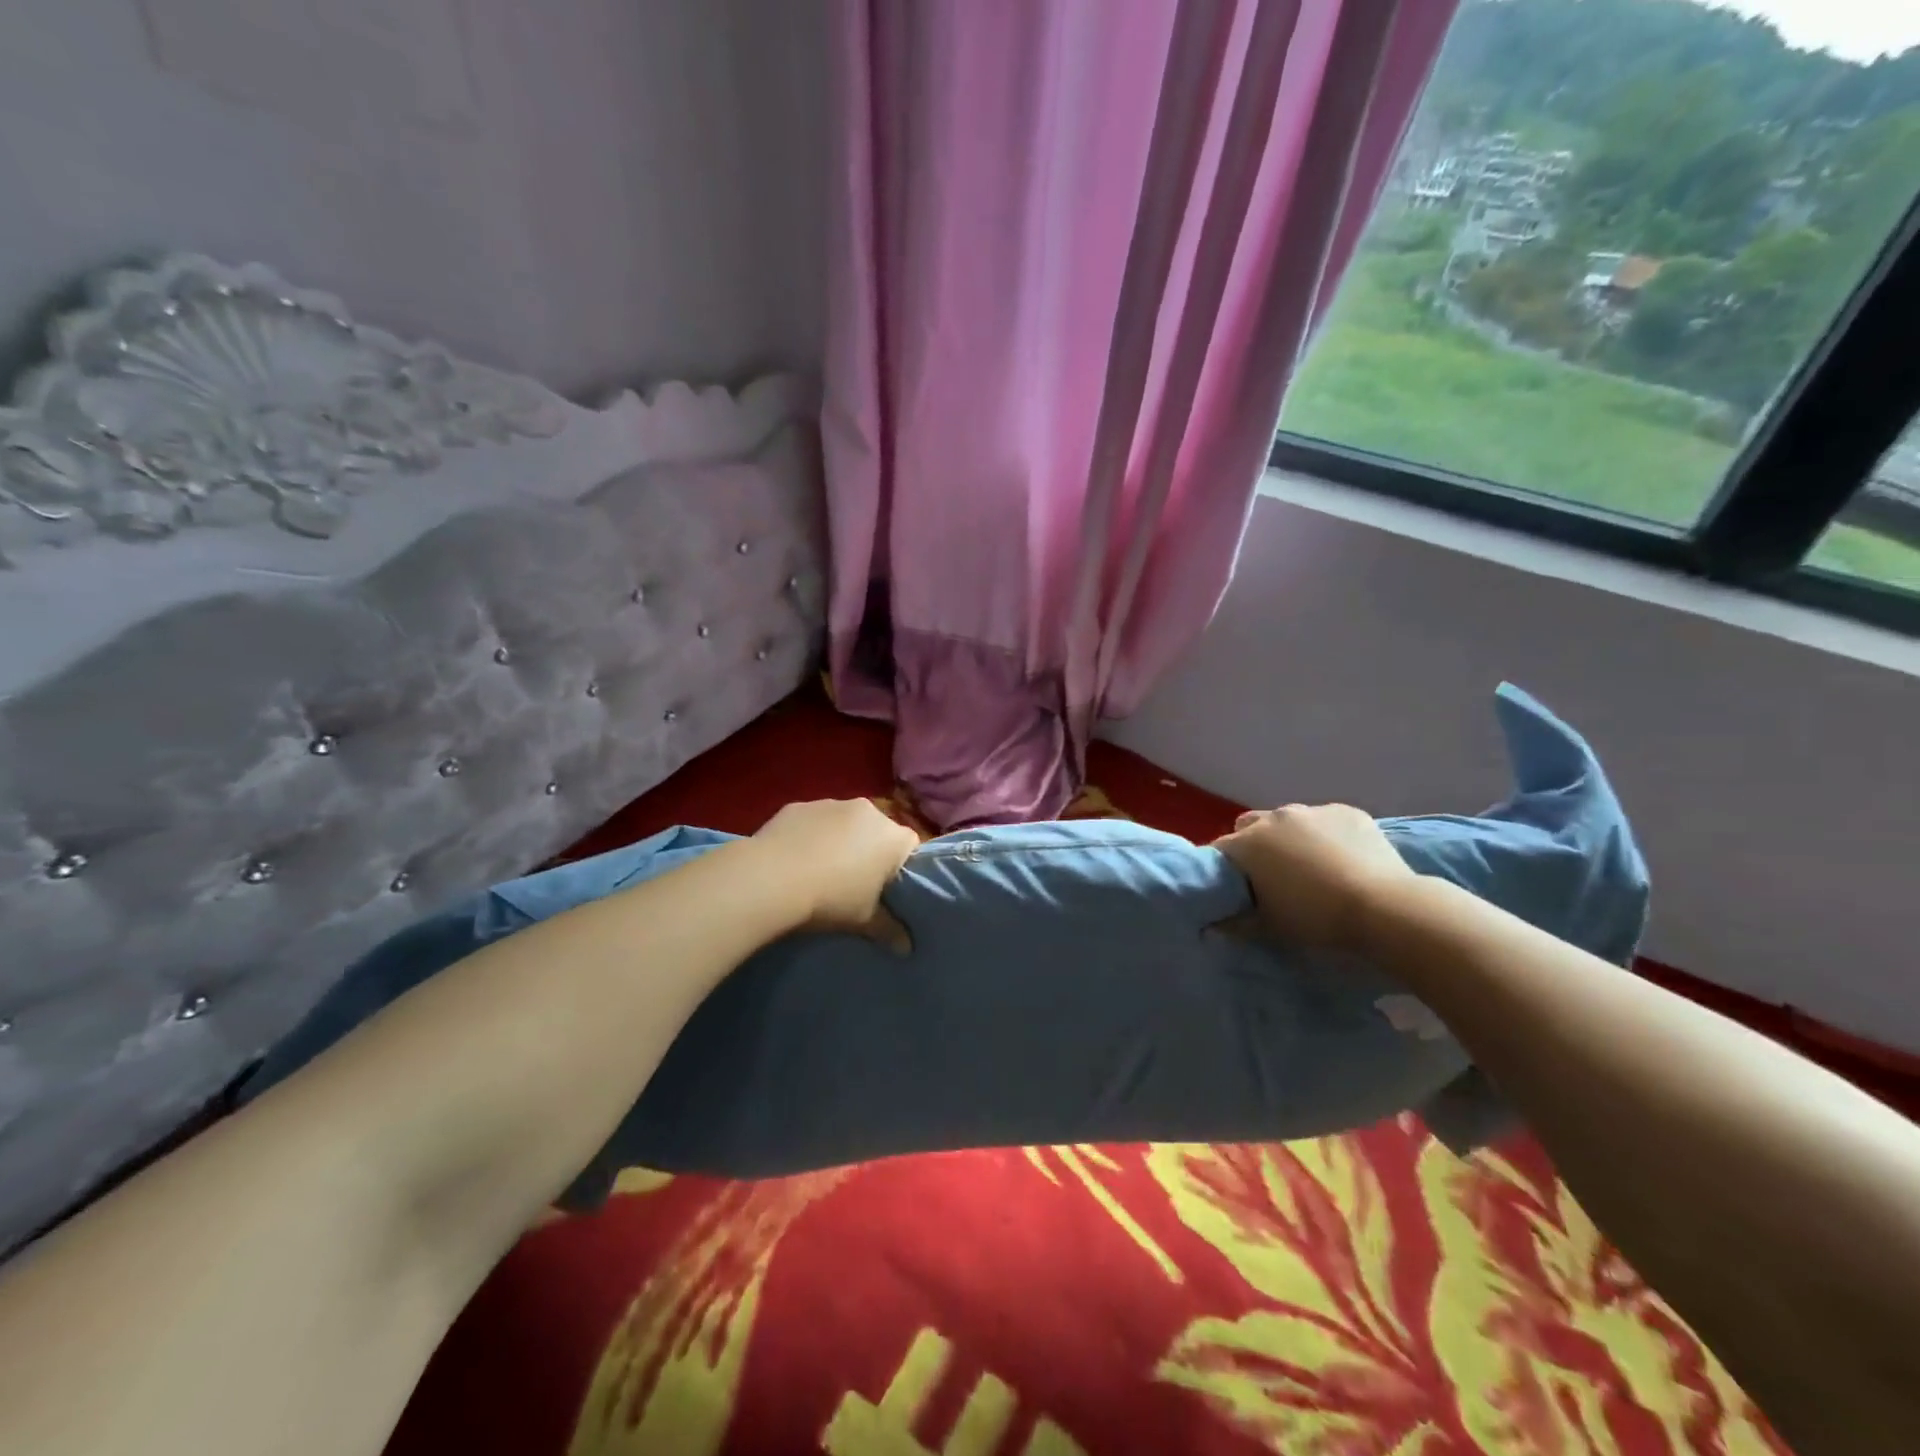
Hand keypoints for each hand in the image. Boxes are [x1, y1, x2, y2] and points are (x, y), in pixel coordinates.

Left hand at [751, 799, 919, 945]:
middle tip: (855, 883)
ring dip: (840, 841)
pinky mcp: (800, 805)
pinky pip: (814, 821)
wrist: (770, 878)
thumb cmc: (830, 898)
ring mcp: (831, 804)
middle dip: (870, 851)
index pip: (911, 847)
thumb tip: (907, 948)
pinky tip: (795, 859)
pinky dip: (810, 835)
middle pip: (878, 831)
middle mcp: (868, 811)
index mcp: (893, 837)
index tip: (887, 889)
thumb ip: (890, 930)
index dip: (901, 868)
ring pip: (845, 823)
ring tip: (821, 871)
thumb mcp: (864, 921)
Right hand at [1213, 803, 1416, 953]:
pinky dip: (1325, 835)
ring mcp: (1313, 810)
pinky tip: (1343, 859)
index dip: (1224, 870)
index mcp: (1248, 842)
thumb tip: (1214, 924)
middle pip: (1249, 826)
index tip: (1236, 889)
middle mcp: (1274, 817)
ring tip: (1311, 867)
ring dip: (1290, 838)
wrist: (1384, 907)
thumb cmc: (1316, 918)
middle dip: (1253, 845)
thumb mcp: (1269, 928)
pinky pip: (1325, 821)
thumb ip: (1235, 923)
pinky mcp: (1347, 811)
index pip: (1220, 850)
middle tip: (1270, 876)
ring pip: (1288, 820)